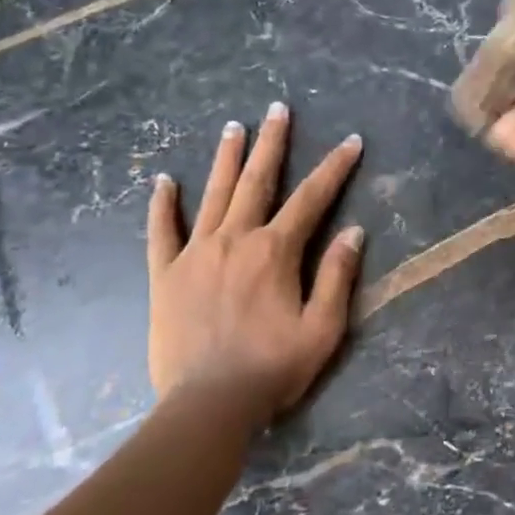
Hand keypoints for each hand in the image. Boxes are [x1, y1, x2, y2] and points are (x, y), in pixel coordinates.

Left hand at [146, 102, 365, 417]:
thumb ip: (336, 276)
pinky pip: (161, 232)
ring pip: (212, 195)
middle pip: (256, 181)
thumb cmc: (273, 369)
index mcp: (274, 252)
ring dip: (225, 159)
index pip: (311, 198)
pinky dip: (162, 205)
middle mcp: (234, 240)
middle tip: (278, 109)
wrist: (208, 405)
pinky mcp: (165, 275)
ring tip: (234, 127)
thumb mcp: (323, 328)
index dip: (334, 168)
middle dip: (271, 143)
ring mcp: (195, 254)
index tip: (351, 142)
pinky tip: (163, 181)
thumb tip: (353, 232)